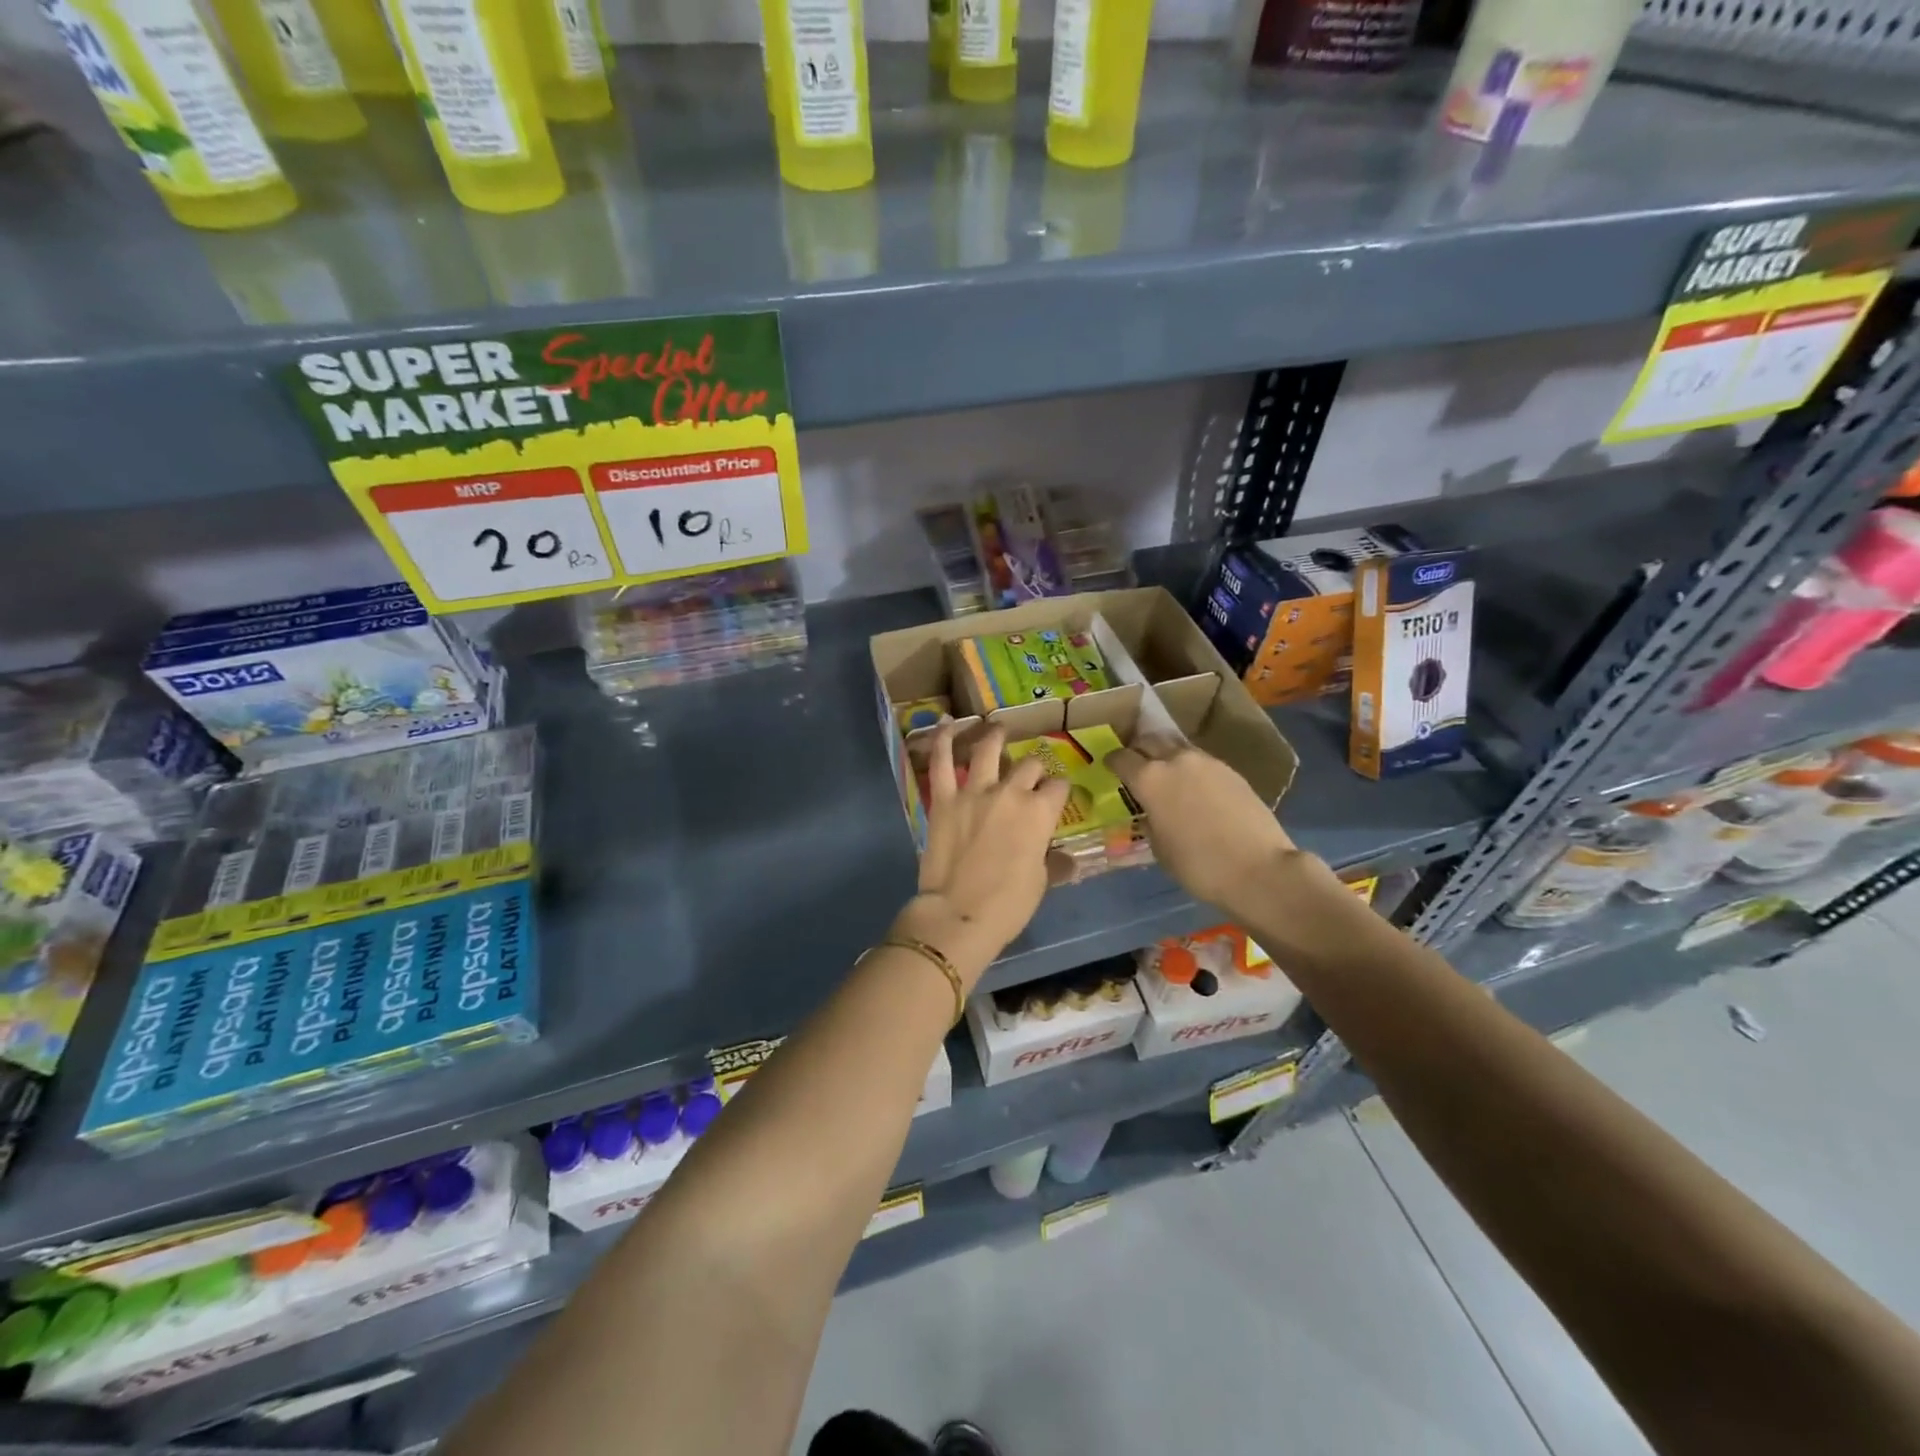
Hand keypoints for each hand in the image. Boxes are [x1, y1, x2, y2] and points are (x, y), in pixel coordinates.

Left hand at [899, 725, 1068, 982]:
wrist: (958, 914)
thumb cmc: (1007, 905)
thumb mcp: (1040, 884)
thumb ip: (1053, 864)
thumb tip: (1067, 860)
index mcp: (1040, 813)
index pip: (1058, 788)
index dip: (1060, 790)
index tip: (1056, 797)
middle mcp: (1011, 792)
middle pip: (1030, 766)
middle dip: (1034, 768)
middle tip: (1030, 775)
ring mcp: (975, 791)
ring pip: (989, 750)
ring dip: (995, 736)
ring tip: (998, 728)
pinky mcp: (944, 798)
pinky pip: (942, 762)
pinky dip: (943, 739)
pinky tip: (947, 723)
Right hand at [1109, 737, 1297, 919]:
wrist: (1258, 869)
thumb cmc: (1198, 865)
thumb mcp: (1160, 848)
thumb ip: (1150, 820)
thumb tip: (1152, 811)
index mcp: (1149, 779)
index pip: (1122, 757)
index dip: (1113, 762)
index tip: (1110, 767)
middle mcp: (1175, 760)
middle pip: (1149, 740)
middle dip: (1139, 749)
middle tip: (1136, 764)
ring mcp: (1207, 762)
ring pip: (1177, 746)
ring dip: (1166, 755)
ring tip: (1166, 774)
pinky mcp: (1231, 770)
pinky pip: (1201, 761)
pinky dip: (1191, 768)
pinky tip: (1194, 788)